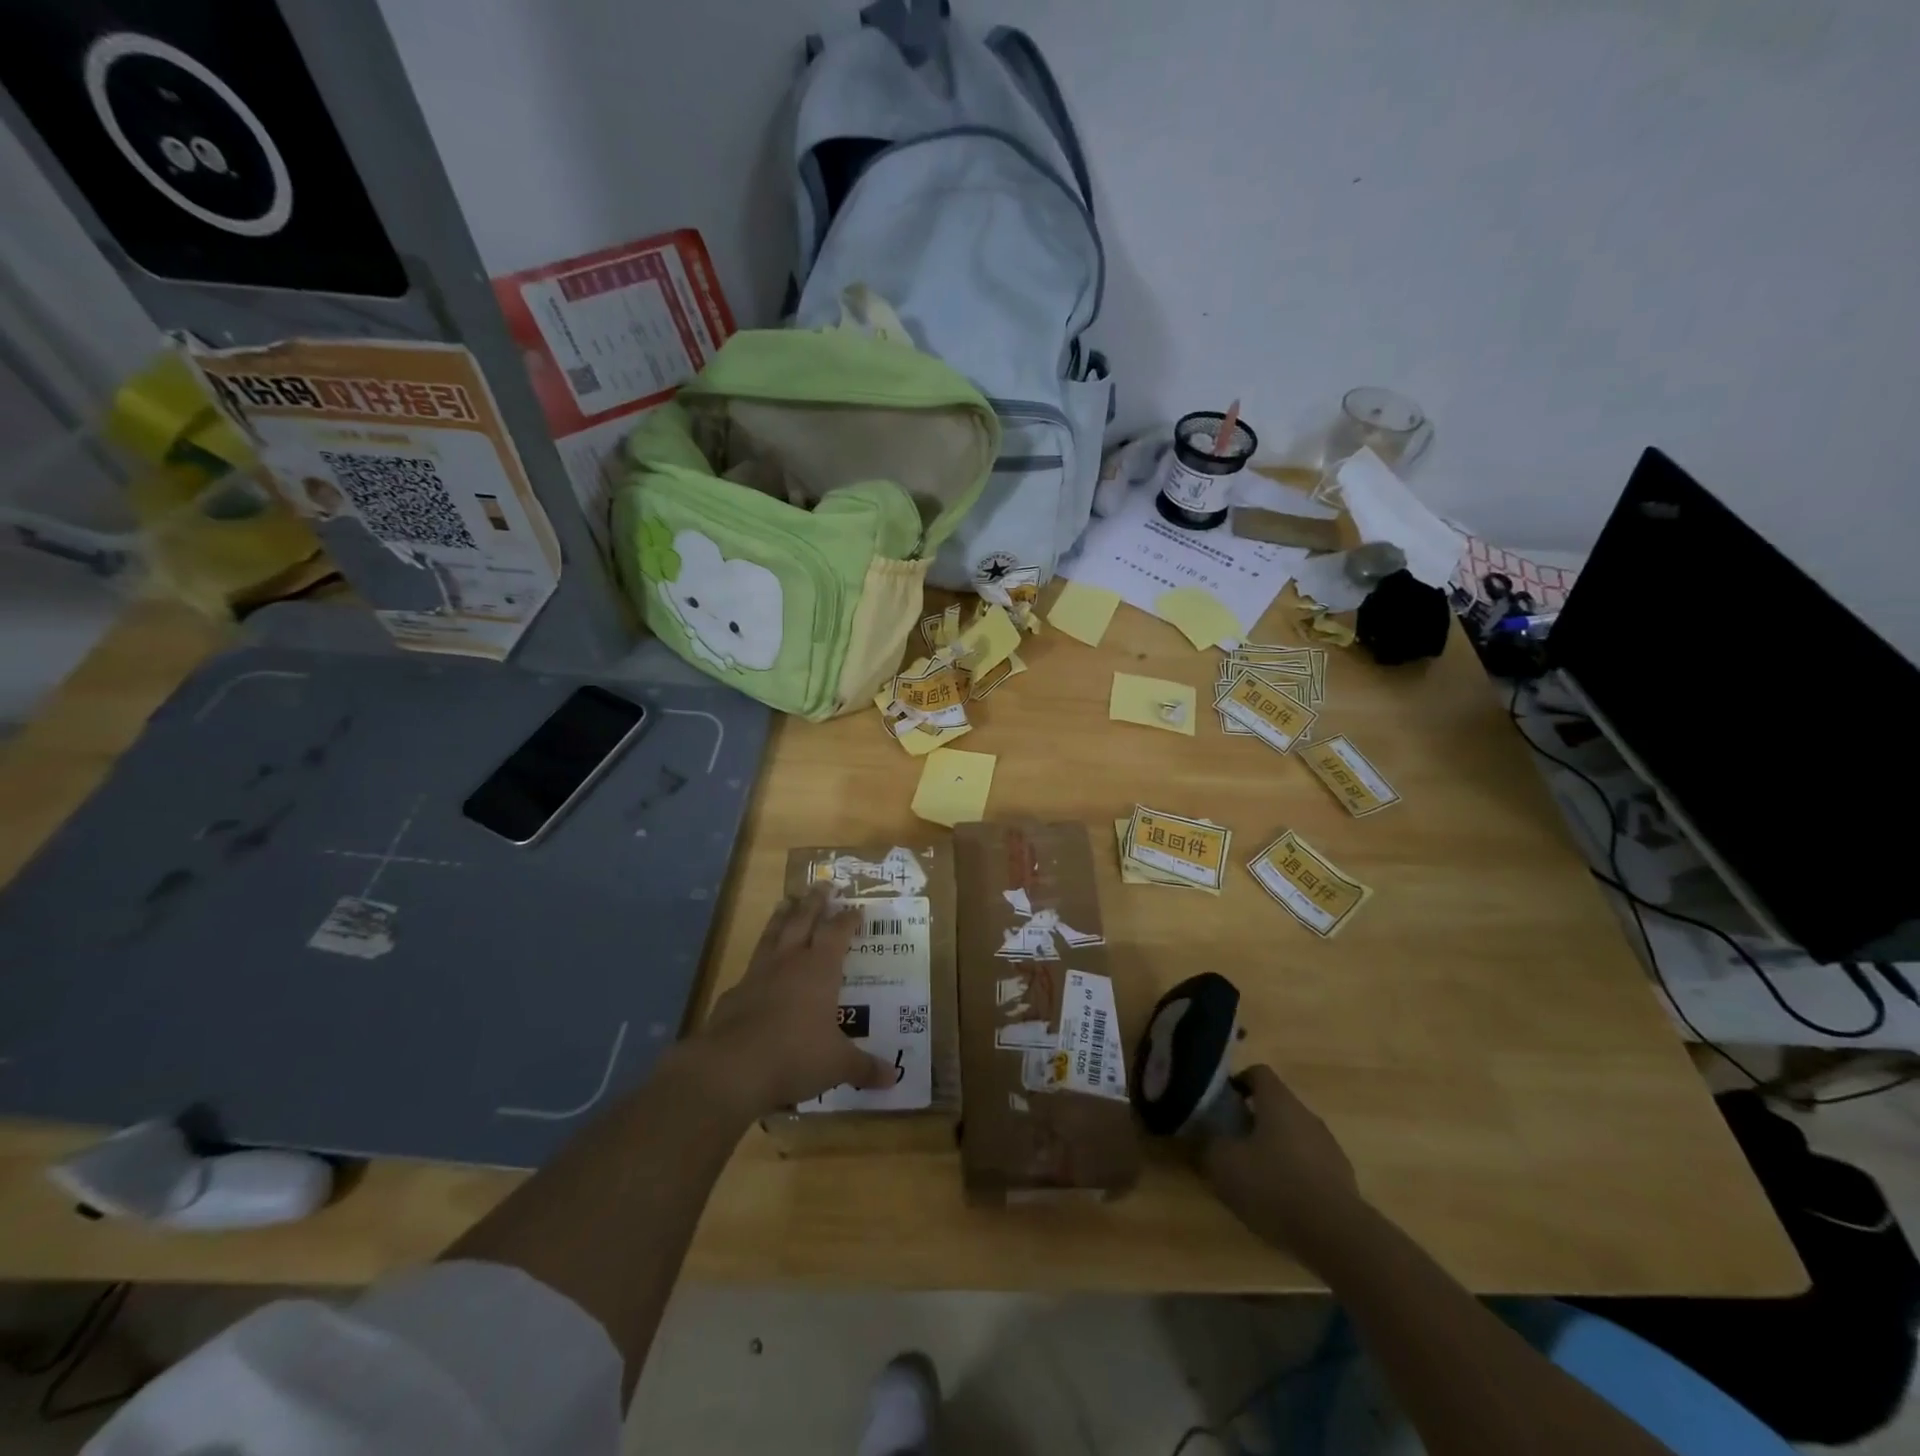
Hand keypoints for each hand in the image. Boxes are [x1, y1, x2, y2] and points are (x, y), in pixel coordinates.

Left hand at [695, 887, 892, 1117]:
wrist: (731, 1068)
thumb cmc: (795, 1056)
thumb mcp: (838, 1065)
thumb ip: (864, 1068)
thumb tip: (893, 1079)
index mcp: (820, 969)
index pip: (838, 933)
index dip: (848, 919)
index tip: (856, 908)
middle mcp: (790, 962)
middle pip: (803, 920)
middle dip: (815, 902)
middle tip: (821, 884)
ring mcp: (758, 974)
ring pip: (773, 933)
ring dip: (782, 916)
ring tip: (787, 900)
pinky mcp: (734, 993)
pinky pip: (751, 966)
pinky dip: (759, 959)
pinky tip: (758, 964)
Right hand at [1201, 1065, 1365, 1261]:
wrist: (1339, 1237)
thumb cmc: (1274, 1186)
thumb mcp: (1223, 1164)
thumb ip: (1207, 1145)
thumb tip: (1200, 1137)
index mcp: (1278, 1101)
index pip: (1257, 1072)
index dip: (1237, 1083)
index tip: (1221, 1104)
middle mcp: (1306, 1115)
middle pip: (1276, 1106)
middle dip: (1252, 1120)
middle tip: (1231, 1143)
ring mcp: (1329, 1147)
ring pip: (1294, 1136)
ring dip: (1274, 1149)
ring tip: (1255, 1177)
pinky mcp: (1343, 1180)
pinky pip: (1310, 1166)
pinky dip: (1294, 1175)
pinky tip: (1281, 1202)